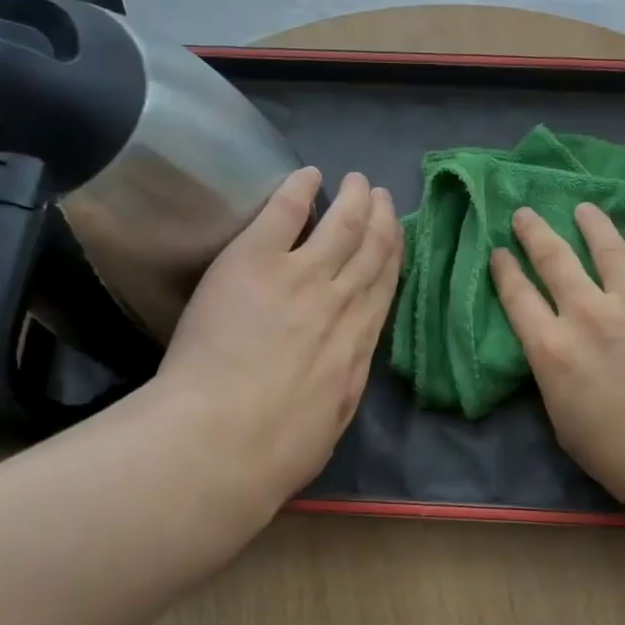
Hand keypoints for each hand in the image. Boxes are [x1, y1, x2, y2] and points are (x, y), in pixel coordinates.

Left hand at [144, 167, 401, 524]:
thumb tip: (341, 373)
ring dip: (352, 200)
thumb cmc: (281, 449)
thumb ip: (340, 385)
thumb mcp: (332, 420)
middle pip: (370, 249)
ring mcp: (301, 276)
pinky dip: (299, 191)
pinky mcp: (256, 261)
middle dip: (380, 219)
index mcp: (359, 342)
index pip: (384, 286)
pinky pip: (283, 214)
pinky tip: (309, 175)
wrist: (228, 437)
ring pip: (340, 226)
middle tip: (381, 196)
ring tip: (357, 180)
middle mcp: (341, 300)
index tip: (397, 234)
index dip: (394, 255)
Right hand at [489, 203, 624, 521]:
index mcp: (552, 349)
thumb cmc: (621, 458)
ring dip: (592, 225)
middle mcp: (588, 314)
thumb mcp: (564, 424)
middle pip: (554, 260)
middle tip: (524, 213)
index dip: (505, 270)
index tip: (498, 251)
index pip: (517, 297)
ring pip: (608, 249)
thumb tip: (558, 353)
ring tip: (584, 209)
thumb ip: (555, 378)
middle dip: (534, 233)